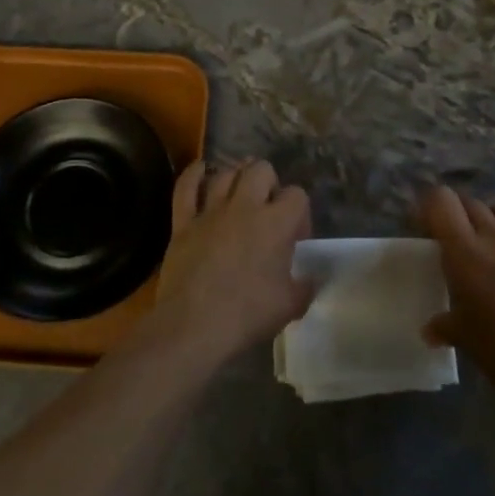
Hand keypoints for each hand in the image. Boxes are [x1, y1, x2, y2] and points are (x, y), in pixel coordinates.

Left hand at [144, 159, 314, 366]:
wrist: (194, 326)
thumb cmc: (247, 314)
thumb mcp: (291, 305)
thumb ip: (306, 286)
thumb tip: (311, 279)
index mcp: (276, 223)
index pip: (297, 195)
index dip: (299, 212)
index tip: (295, 238)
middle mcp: (245, 206)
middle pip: (261, 170)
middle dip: (269, 183)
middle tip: (267, 210)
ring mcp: (211, 211)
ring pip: (225, 174)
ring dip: (236, 179)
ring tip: (239, 194)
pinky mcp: (183, 222)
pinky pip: (186, 187)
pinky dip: (193, 175)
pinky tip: (201, 169)